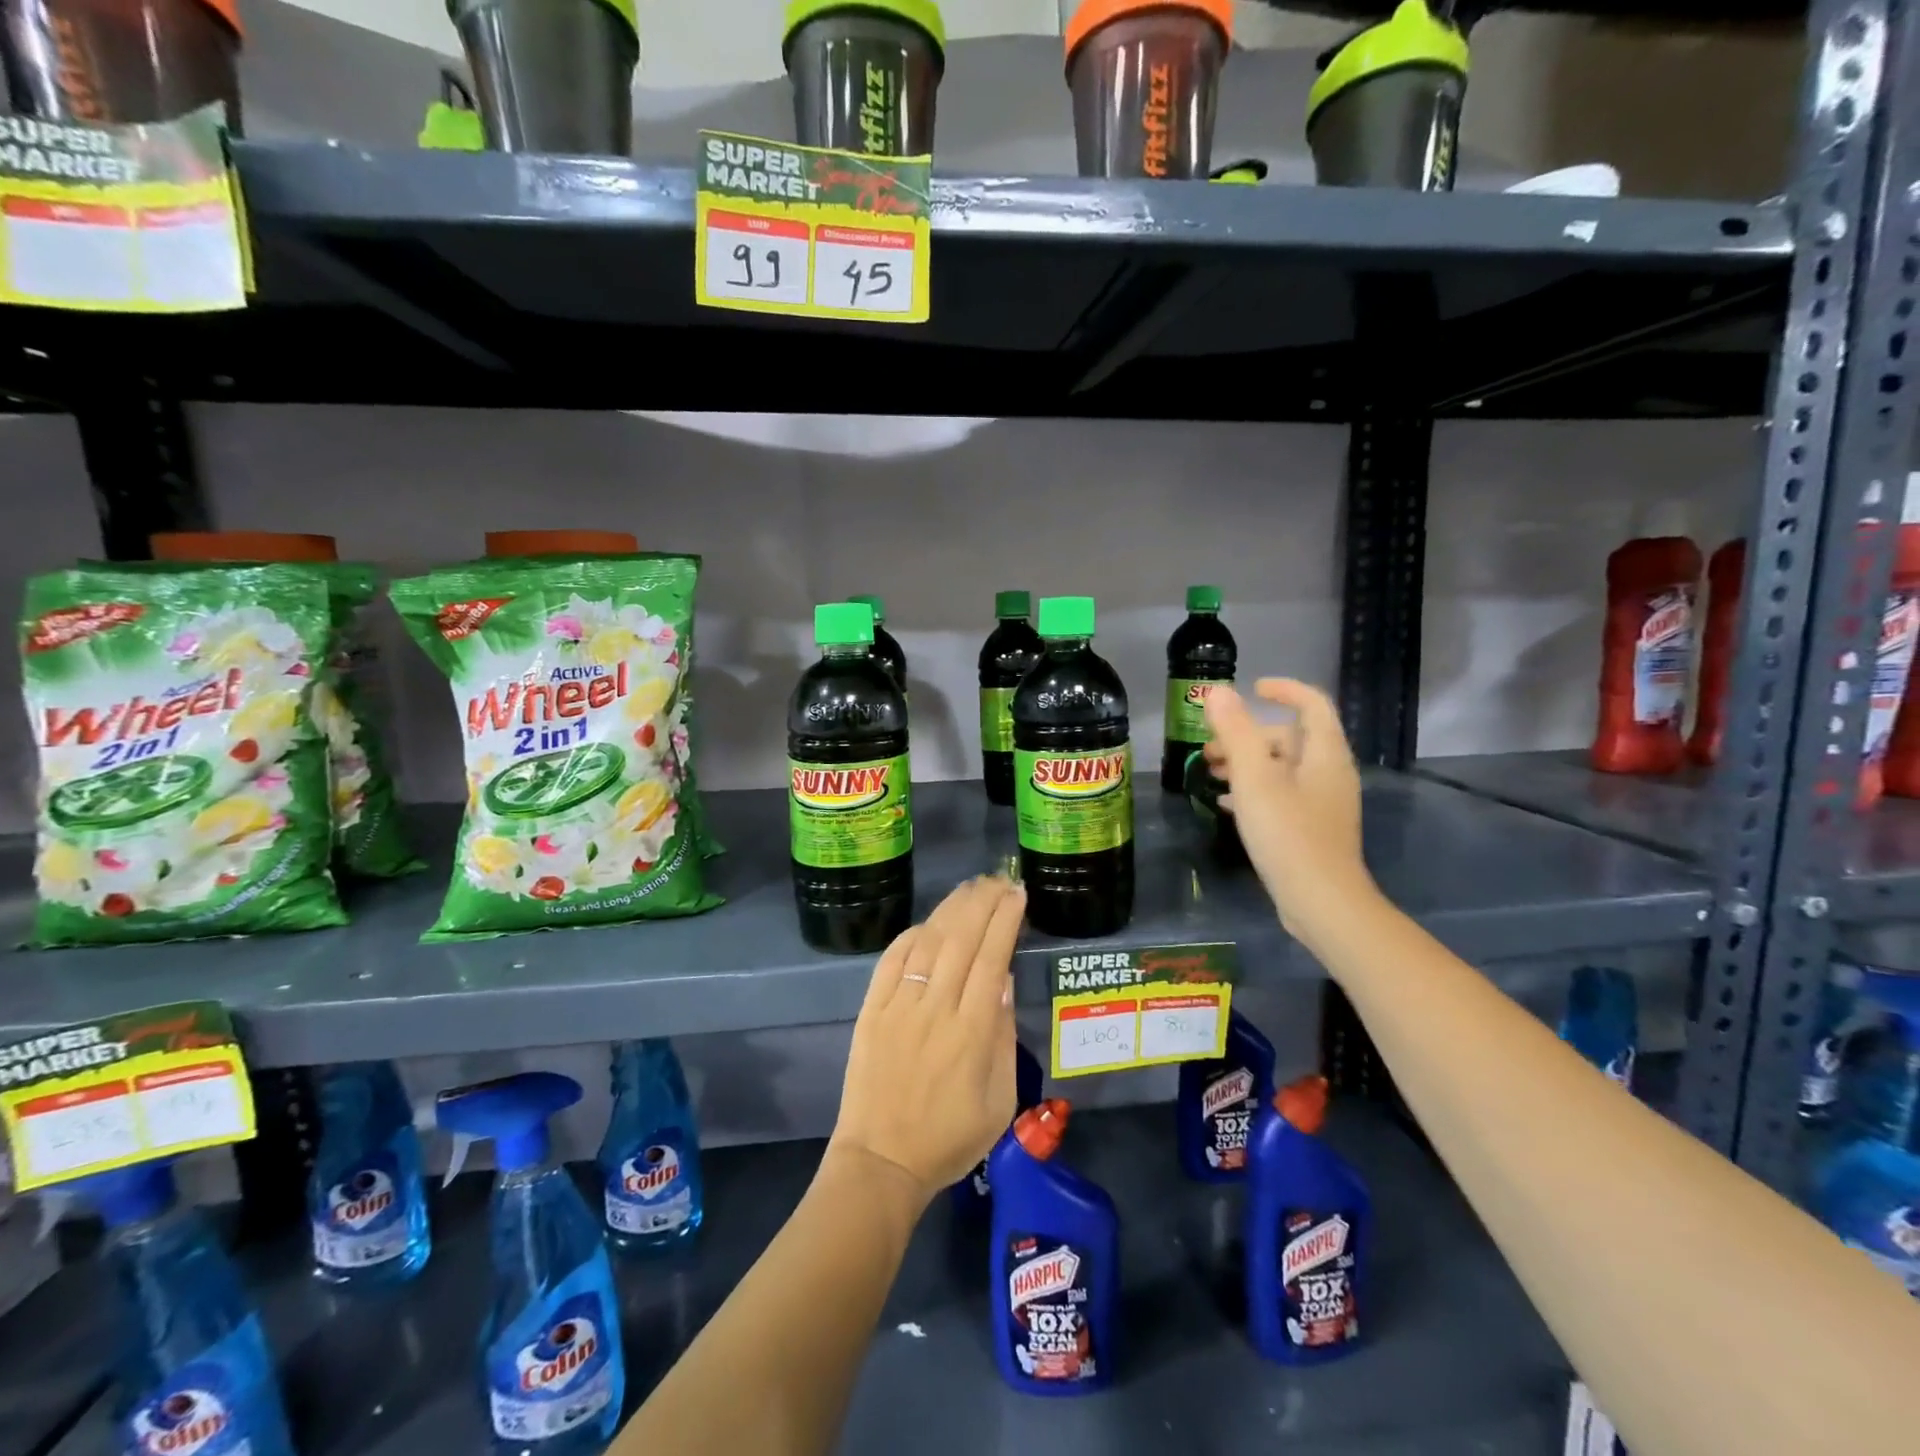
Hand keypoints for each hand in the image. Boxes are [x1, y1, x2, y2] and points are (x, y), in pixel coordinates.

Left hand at [829, 876, 1025, 1203]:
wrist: (881, 1162)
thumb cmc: (950, 1138)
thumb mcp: (1000, 1101)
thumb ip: (1004, 1036)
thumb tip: (1004, 981)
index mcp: (972, 1032)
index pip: (992, 958)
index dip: (1005, 920)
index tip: (1017, 893)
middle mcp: (936, 1009)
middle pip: (961, 939)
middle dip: (983, 902)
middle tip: (998, 880)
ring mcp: (899, 1006)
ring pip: (928, 942)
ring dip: (951, 909)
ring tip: (970, 888)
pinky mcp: (871, 1010)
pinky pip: (892, 960)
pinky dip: (912, 935)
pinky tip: (928, 923)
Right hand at [1204, 678, 1374, 939]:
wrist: (1320, 901)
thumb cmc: (1287, 833)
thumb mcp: (1254, 778)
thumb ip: (1235, 731)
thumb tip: (1218, 692)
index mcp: (1324, 754)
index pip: (1312, 704)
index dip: (1283, 690)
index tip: (1251, 689)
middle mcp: (1329, 772)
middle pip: (1290, 738)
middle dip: (1248, 735)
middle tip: (1210, 748)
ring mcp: (1322, 802)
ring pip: (1282, 768)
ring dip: (1246, 763)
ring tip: (1210, 772)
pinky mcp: (1311, 828)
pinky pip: (1281, 795)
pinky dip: (1253, 790)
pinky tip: (1224, 804)